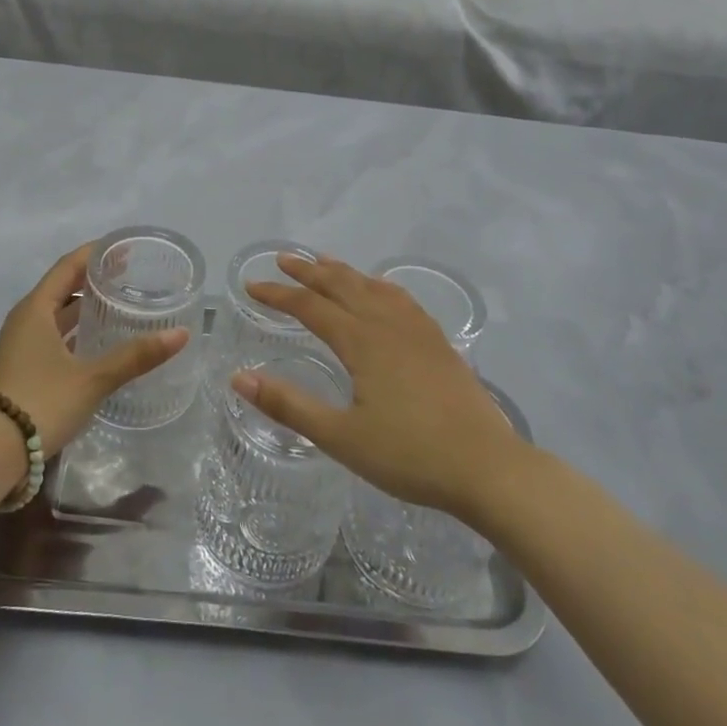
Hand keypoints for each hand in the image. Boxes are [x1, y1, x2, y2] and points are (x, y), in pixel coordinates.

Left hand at [0, 244, 189, 458]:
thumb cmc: (41, 402)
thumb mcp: (93, 378)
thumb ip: (136, 356)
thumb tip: (182, 334)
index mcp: (36, 309)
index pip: (68, 267)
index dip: (94, 254)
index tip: (123, 248)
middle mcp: (25, 320)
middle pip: (61, 288)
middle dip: (92, 279)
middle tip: (128, 275)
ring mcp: (20, 345)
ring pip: (56, 314)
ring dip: (83, 307)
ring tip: (117, 304)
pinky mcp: (22, 368)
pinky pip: (52, 336)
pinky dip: (75, 331)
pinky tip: (97, 342)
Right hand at [239, 255, 526, 523]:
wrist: (487, 467)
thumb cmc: (409, 455)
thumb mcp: (341, 437)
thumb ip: (288, 406)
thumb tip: (239, 377)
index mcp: (361, 342)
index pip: (310, 306)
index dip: (279, 294)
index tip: (251, 286)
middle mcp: (387, 324)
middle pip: (342, 285)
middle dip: (310, 270)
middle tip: (284, 258)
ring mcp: (417, 330)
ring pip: (373, 287)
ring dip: (344, 272)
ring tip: (325, 262)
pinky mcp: (438, 343)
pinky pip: (401, 298)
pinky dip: (379, 285)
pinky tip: (381, 291)